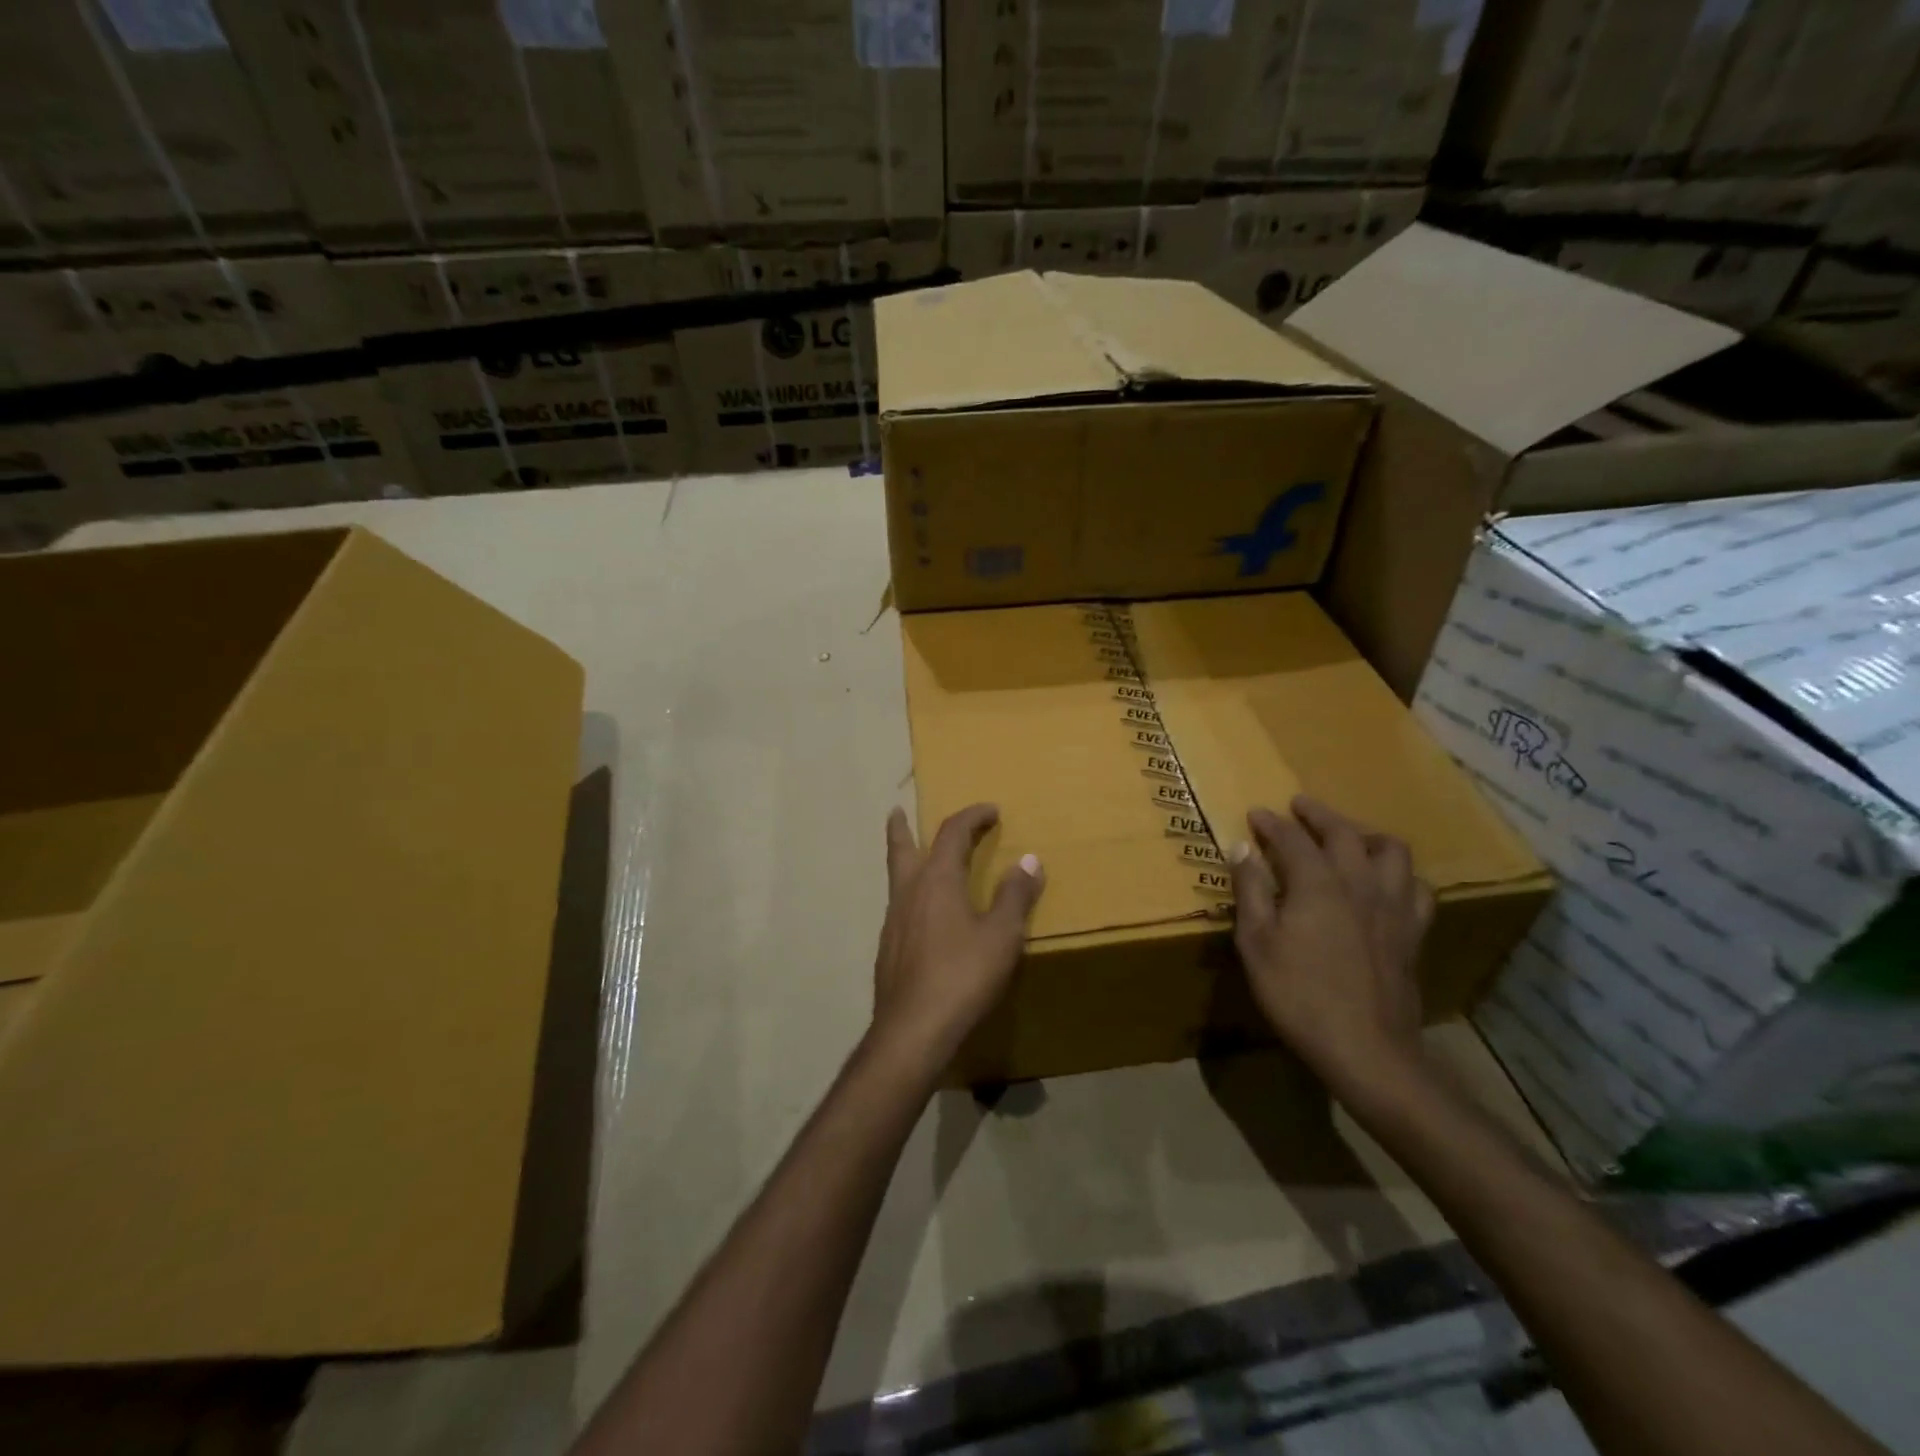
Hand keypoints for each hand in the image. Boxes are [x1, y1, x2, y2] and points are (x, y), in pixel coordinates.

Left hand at [872, 803, 1044, 1069]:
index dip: (972, 816)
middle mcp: (908, 891)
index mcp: (937, 879)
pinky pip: (898, 907)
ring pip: (895, 878)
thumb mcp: (1001, 936)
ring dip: (904, 860)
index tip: (991, 810)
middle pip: (900, 847)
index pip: (952, 832)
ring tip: (913, 860)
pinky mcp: (887, 948)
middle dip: (901, 827)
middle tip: (897, 811)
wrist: (912, 1030)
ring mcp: (893, 920)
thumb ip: (1015, 896)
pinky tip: (921, 916)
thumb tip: (1029, 860)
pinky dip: (909, 895)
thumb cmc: (963, 976)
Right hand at [1227, 796, 1433, 1096]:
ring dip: (1367, 835)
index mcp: (1318, 883)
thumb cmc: (1298, 994)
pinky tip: (1387, 884)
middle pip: (1345, 833)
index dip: (1272, 823)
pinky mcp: (1413, 933)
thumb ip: (1250, 891)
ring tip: (1350, 837)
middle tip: (1300, 807)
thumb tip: (1242, 848)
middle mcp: (1360, 883)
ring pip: (1392, 852)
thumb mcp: (1256, 943)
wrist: (1366, 1048)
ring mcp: (1393, 907)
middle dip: (1320, 815)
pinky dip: (1400, 875)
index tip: (1256, 814)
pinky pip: (1417, 889)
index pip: (1292, 838)